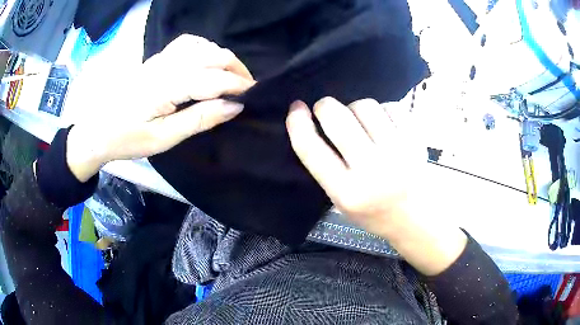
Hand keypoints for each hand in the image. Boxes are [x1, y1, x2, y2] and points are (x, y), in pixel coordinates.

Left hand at [66, 35, 255, 181]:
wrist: (98, 129)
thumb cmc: (128, 138)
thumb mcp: (164, 138)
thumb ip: (199, 119)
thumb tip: (234, 106)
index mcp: (167, 86)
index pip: (213, 79)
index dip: (238, 86)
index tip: (254, 95)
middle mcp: (167, 65)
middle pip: (212, 56)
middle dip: (236, 69)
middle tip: (247, 88)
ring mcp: (160, 58)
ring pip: (203, 46)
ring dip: (222, 58)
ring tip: (231, 75)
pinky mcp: (156, 59)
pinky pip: (187, 43)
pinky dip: (204, 48)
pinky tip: (207, 60)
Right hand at [286, 97, 422, 234]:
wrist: (416, 217)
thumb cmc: (374, 212)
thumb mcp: (341, 201)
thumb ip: (326, 167)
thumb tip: (313, 123)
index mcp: (346, 192)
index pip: (311, 148)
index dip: (297, 122)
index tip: (296, 108)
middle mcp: (372, 170)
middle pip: (337, 117)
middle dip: (324, 106)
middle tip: (326, 110)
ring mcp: (398, 152)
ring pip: (364, 106)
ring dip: (355, 109)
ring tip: (360, 123)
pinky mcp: (415, 140)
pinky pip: (390, 107)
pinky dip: (382, 110)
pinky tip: (383, 124)